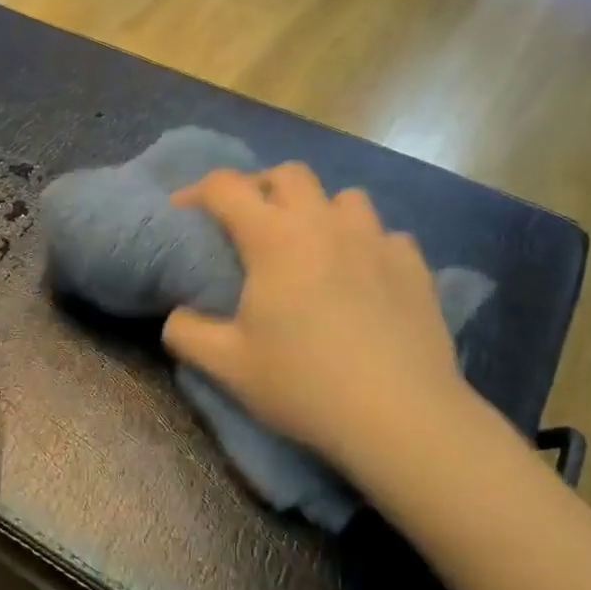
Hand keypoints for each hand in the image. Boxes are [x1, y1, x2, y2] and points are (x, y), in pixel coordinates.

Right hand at [163, 165, 474, 476]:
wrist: (399, 415)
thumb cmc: (303, 384)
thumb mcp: (227, 365)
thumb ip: (187, 332)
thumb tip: (177, 315)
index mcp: (274, 238)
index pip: (226, 188)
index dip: (197, 191)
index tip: (184, 212)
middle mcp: (325, 223)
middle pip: (289, 174)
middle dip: (262, 187)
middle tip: (251, 224)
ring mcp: (376, 240)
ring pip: (344, 198)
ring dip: (320, 211)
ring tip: (314, 247)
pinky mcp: (414, 264)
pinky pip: (385, 235)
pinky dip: (366, 245)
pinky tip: (364, 278)